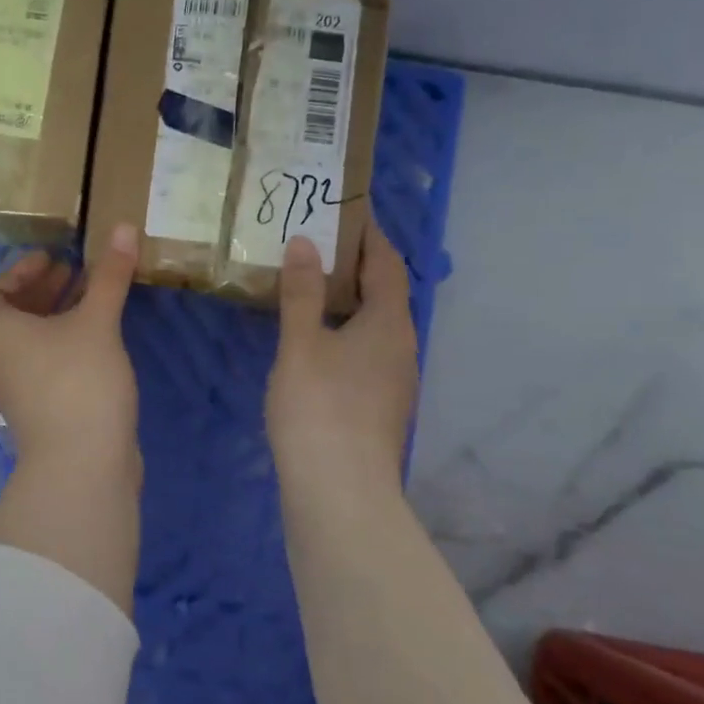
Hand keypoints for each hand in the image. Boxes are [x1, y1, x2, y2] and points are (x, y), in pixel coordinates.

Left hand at [0, 224, 142, 611]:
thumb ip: (109, 275)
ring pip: (30, 343)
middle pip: (11, 317)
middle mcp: (0, 361)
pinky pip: (45, 365)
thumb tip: (122, 226)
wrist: (81, 466)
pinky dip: (64, 344)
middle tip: (73, 273)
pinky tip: (97, 342)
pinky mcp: (40, 412)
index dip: (18, 273)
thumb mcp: (96, 322)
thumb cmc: (78, 382)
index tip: (50, 260)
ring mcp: (18, 391)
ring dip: (55, 318)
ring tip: (90, 300)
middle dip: (41, 292)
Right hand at [266, 219, 419, 490]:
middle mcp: (402, 347)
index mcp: (390, 323)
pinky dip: (343, 331)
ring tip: (308, 285)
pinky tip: (312, 340)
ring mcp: (394, 380)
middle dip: (354, 266)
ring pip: (374, 325)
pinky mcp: (379, 406)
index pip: (387, 264)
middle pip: (384, 293)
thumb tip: (306, 242)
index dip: (368, 236)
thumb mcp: (302, 343)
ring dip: (348, 300)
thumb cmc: (320, 407)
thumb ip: (302, 292)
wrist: (340, 491)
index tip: (344, 211)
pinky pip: (365, 351)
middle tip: (315, 244)